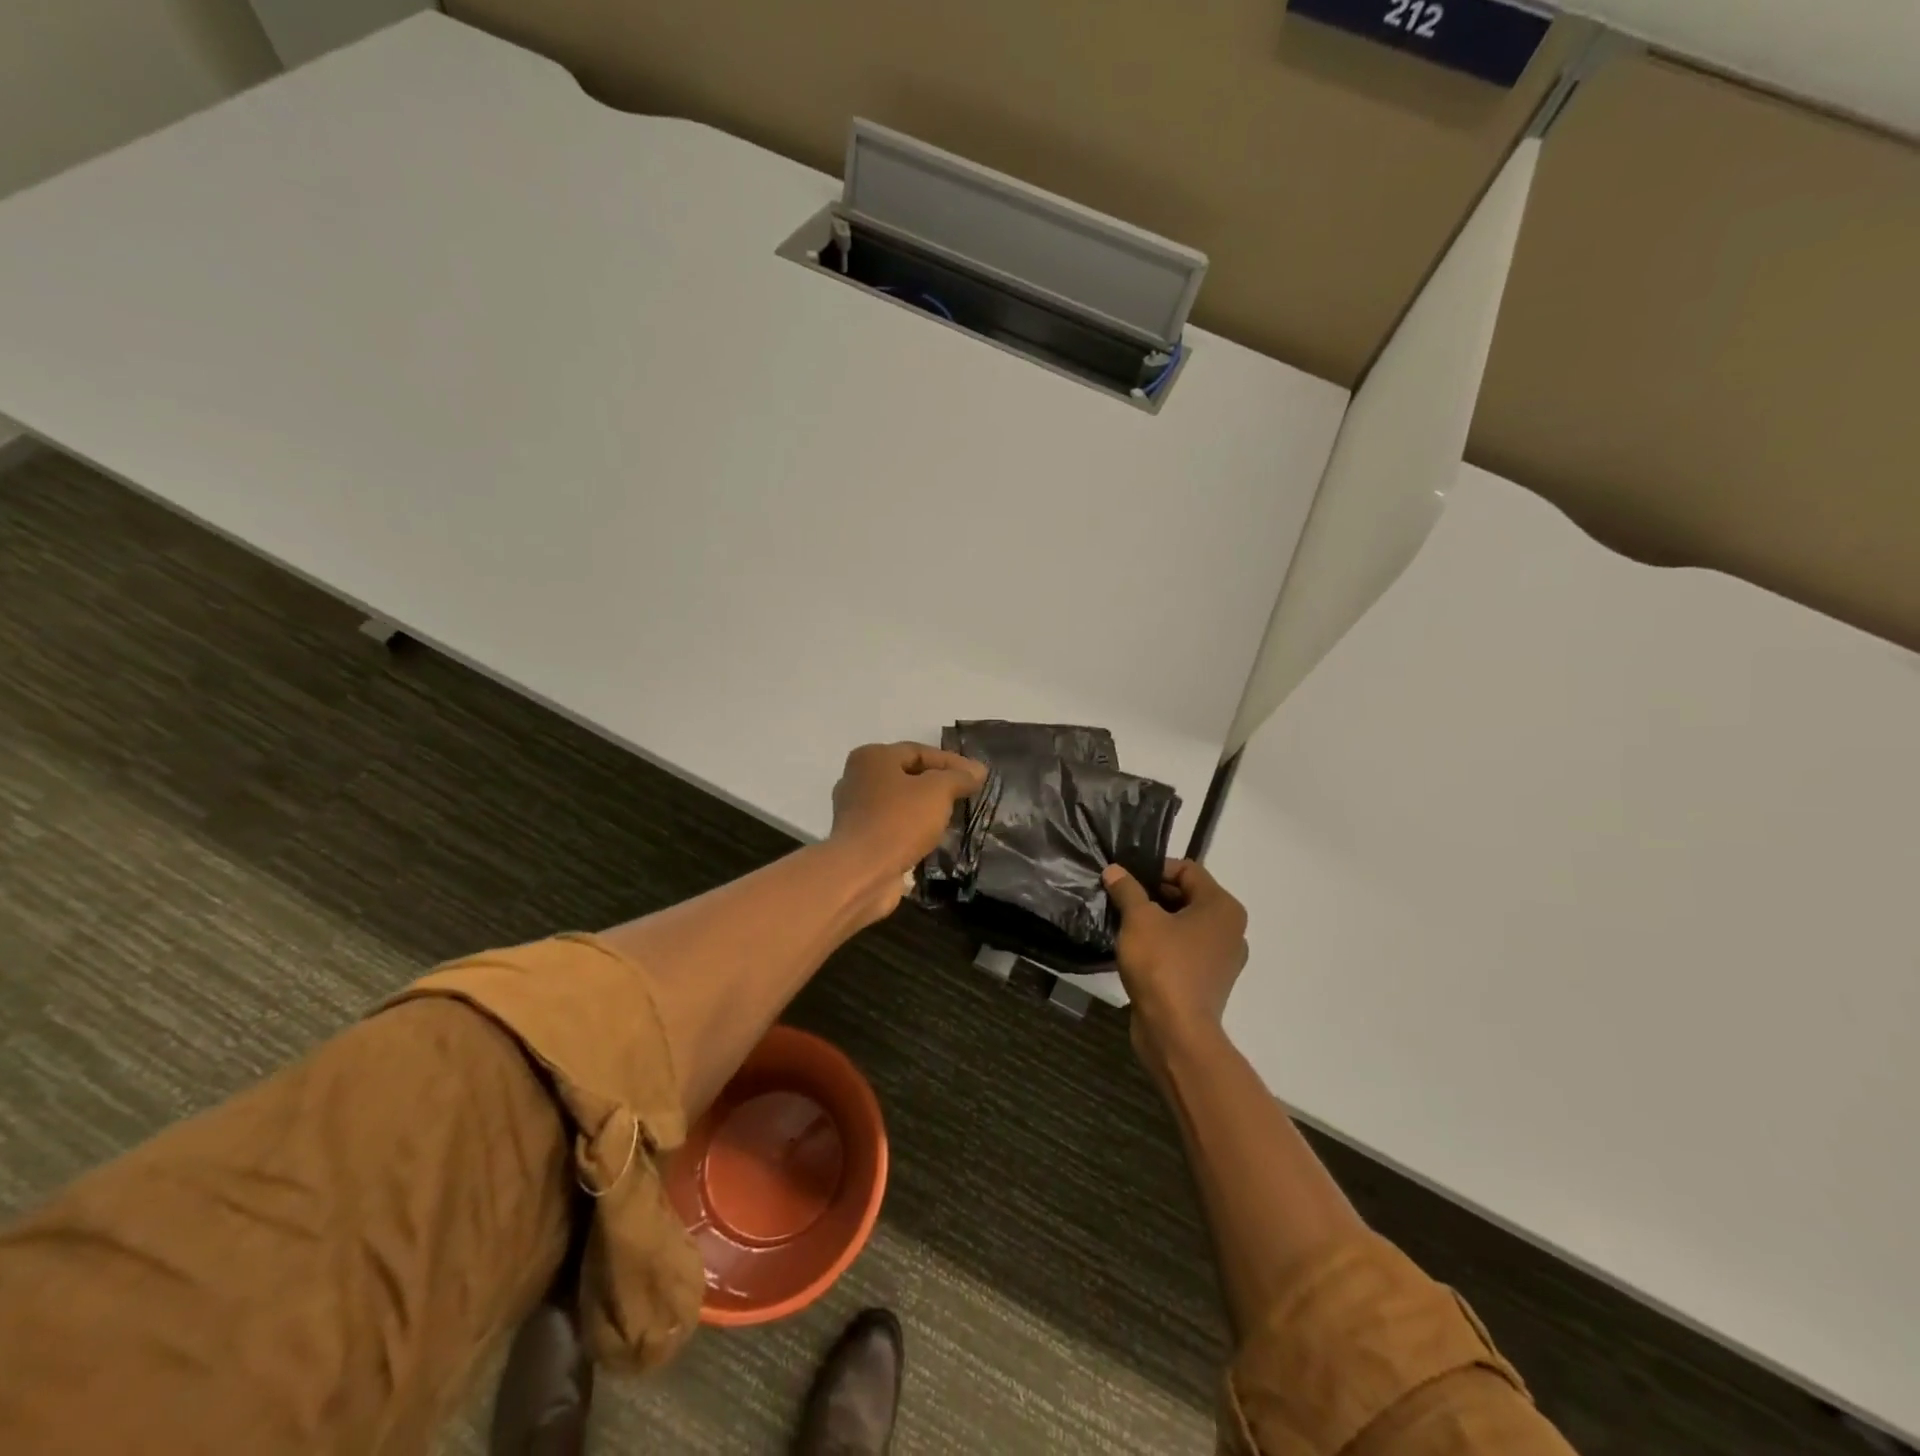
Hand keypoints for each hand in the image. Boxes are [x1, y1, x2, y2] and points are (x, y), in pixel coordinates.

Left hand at [829, 742, 987, 915]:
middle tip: (966, 795)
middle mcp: (857, 779)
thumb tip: (978, 770)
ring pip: (900, 803)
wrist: (862, 872)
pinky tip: (933, 840)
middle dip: (938, 785)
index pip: (919, 751)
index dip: (952, 762)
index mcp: (872, 758)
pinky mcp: (858, 840)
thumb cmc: (899, 821)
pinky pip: (892, 827)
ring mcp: (854, 811)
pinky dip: (913, 830)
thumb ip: (959, 777)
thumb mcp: (937, 791)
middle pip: (907, 776)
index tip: (978, 776)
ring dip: (925, 809)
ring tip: (954, 818)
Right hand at [1103, 860, 1248, 1061]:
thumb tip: (1115, 870)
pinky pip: (1185, 950)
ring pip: (1185, 924)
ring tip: (1124, 923)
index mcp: (1222, 907)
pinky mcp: (1209, 981)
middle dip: (1152, 894)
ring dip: (1156, 920)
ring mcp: (1222, 958)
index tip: (1125, 879)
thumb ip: (1127, 889)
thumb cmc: (1162, 965)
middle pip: (1188, 896)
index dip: (1154, 869)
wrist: (1175, 1033)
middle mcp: (1231, 929)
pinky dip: (1164, 945)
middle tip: (1120, 898)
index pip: (1188, 869)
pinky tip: (1136, 950)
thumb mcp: (1138, 919)